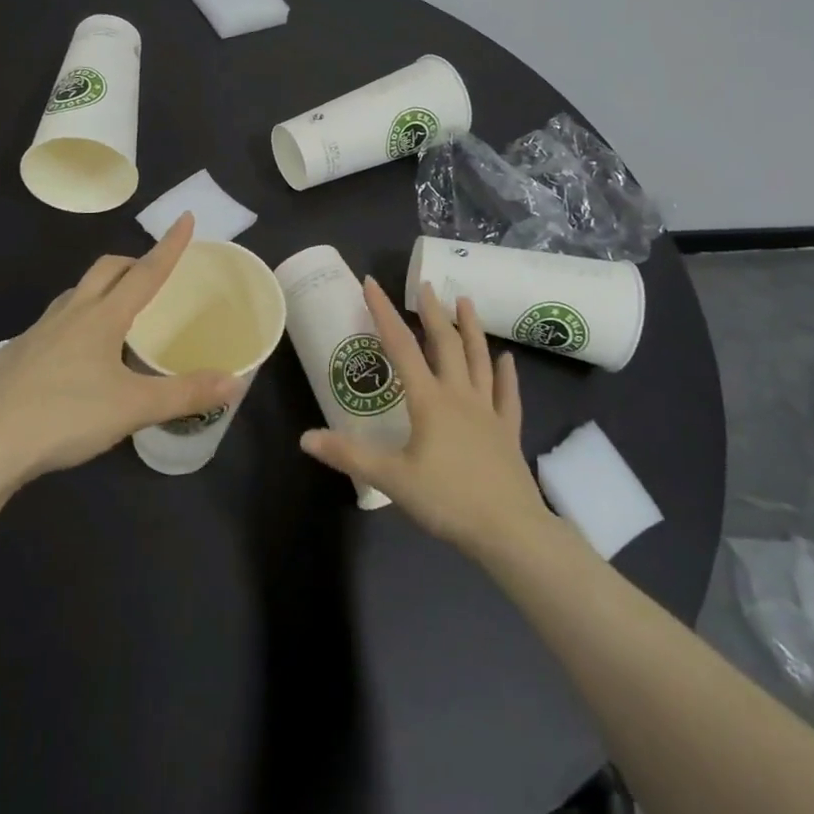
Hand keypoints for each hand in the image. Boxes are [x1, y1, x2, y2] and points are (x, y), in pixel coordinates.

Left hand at [0, 214, 235, 483]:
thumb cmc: (66, 417)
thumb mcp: (134, 408)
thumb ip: (185, 393)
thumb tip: (235, 382)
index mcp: (102, 317)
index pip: (145, 272)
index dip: (169, 246)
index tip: (185, 218)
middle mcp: (70, 314)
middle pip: (105, 270)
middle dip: (131, 262)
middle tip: (150, 274)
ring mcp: (37, 333)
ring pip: (75, 294)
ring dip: (100, 290)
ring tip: (115, 314)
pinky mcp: (14, 356)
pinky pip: (52, 324)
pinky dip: (73, 324)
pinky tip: (73, 359)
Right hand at [299, 279, 553, 559]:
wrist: (508, 530)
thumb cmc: (447, 500)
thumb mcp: (391, 479)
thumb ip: (349, 455)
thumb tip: (305, 438)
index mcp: (429, 400)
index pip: (401, 346)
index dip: (384, 312)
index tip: (372, 283)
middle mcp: (459, 394)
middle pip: (445, 344)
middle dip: (433, 312)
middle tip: (425, 285)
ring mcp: (488, 411)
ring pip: (479, 359)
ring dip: (471, 328)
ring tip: (465, 301)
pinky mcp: (508, 431)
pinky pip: (507, 395)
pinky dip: (506, 374)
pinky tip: (507, 359)